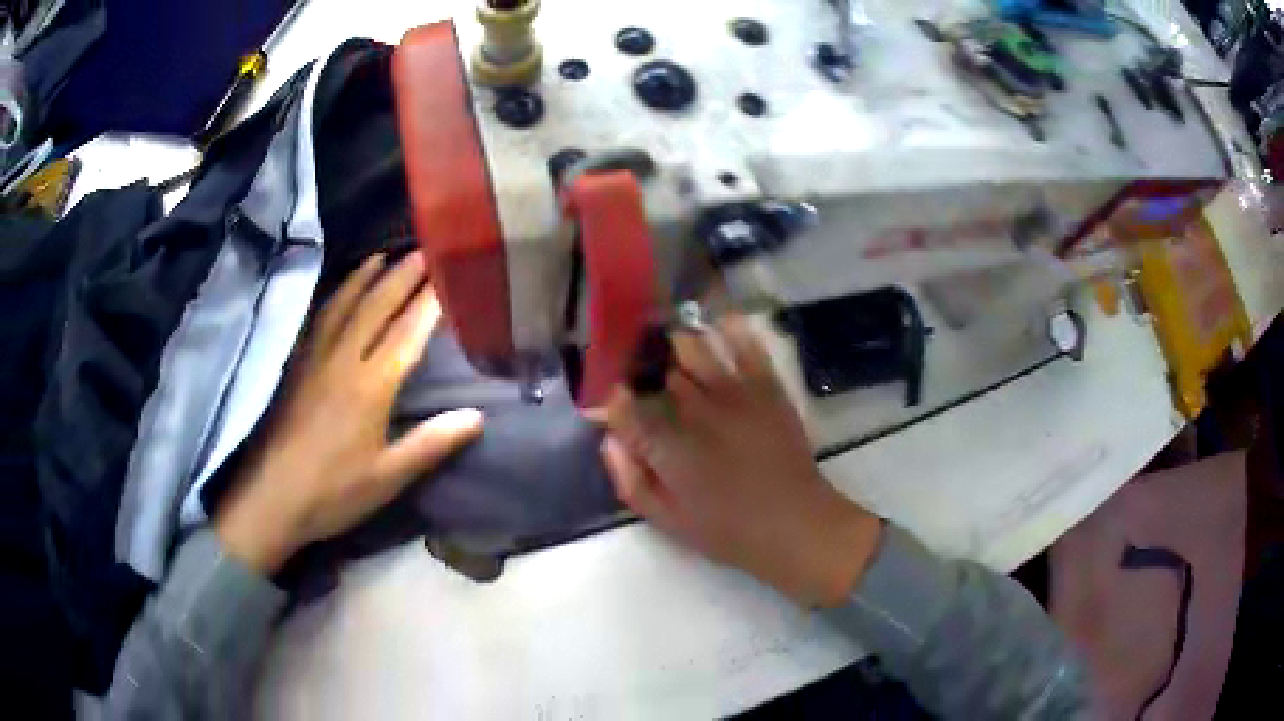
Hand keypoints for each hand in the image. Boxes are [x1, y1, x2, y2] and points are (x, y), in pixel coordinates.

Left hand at [215, 253, 483, 572]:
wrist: (272, 497)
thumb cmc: (334, 492)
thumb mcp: (388, 478)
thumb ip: (431, 443)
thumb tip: (477, 416)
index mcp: (370, 387)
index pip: (407, 334)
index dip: (430, 303)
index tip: (450, 276)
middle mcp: (343, 361)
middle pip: (376, 308)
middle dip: (401, 277)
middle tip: (424, 250)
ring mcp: (315, 360)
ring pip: (343, 306)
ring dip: (364, 278)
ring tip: (381, 255)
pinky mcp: (296, 367)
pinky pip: (318, 320)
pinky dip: (333, 298)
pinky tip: (336, 293)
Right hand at [601, 317, 880, 606]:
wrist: (795, 524)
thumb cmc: (727, 529)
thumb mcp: (667, 519)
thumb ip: (631, 479)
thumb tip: (610, 440)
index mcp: (667, 447)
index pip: (624, 407)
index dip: (613, 399)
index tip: (614, 397)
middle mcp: (695, 411)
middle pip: (658, 370)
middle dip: (644, 366)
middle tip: (642, 369)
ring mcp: (733, 394)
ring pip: (694, 347)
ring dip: (678, 343)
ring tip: (672, 343)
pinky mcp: (766, 388)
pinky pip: (746, 346)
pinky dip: (731, 329)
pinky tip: (720, 323)